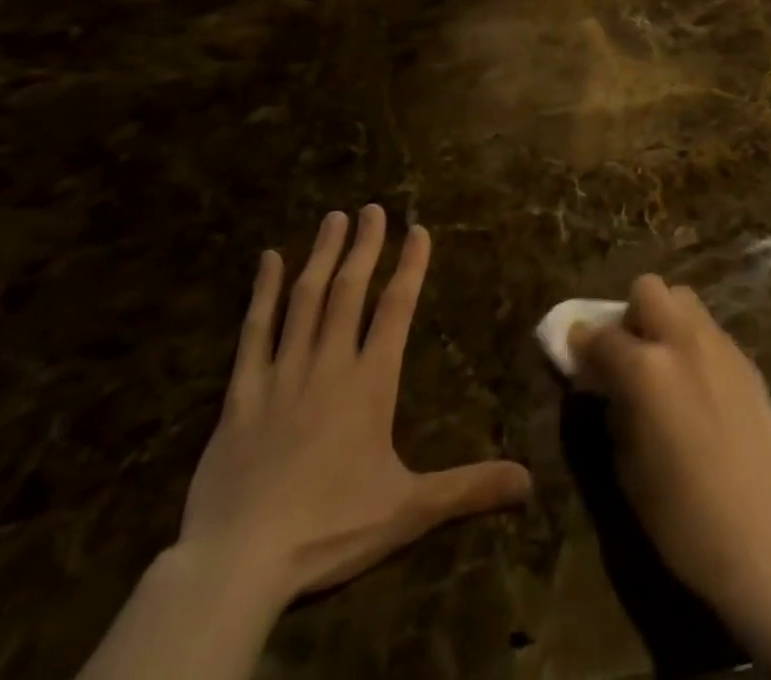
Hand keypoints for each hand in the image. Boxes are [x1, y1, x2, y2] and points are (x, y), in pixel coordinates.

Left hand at [175, 206, 531, 607]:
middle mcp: (329, 363)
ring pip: (304, 300)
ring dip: (321, 255)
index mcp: (370, 382)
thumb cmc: (330, 528)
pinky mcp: (240, 393)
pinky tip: (268, 259)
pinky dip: (263, 293)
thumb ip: (468, 488)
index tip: (418, 229)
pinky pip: (254, 331)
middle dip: (364, 246)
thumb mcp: (409, 511)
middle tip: (373, 208)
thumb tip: (530, 483)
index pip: (396, 309)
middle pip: (349, 291)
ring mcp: (282, 373)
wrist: (239, 562)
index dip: (410, 266)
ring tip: (334, 218)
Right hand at [568, 275, 770, 617]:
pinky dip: (694, 344)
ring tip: (666, 364)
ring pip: (685, 300)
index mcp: (645, 368)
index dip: (583, 342)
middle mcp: (682, 341)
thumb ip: (613, 405)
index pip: (600, 334)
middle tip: (631, 352)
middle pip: (648, 289)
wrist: (757, 535)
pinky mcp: (746, 360)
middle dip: (632, 313)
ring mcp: (719, 345)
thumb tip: (606, 381)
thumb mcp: (625, 462)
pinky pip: (710, 331)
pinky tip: (698, 386)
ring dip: (666, 321)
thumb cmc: (678, 513)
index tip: (578, 353)